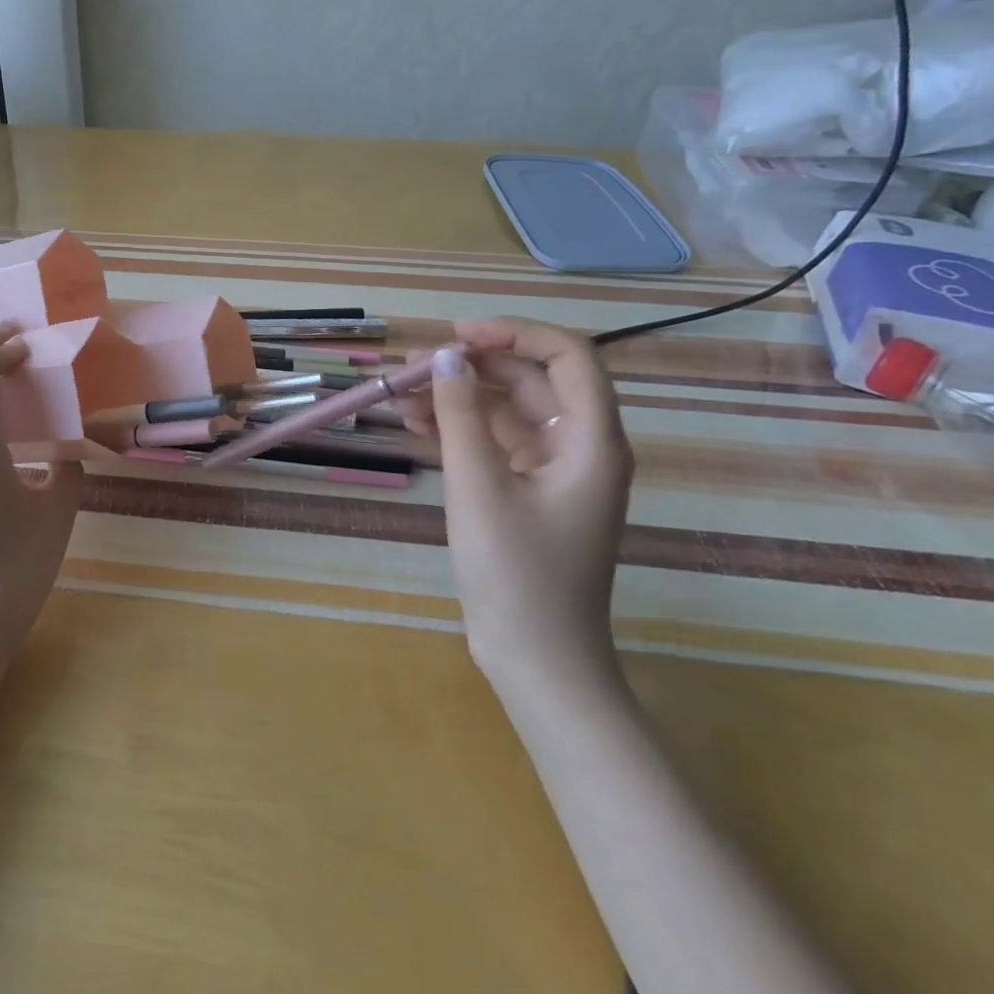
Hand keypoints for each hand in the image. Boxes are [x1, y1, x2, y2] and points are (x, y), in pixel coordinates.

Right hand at [401, 318, 632, 688]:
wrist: (535, 660)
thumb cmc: (516, 573)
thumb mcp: (478, 486)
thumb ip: (459, 415)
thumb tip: (446, 358)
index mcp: (591, 442)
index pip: (568, 357)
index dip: (515, 333)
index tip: (457, 336)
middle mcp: (579, 447)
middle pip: (530, 380)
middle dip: (471, 367)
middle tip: (413, 367)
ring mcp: (554, 470)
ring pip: (506, 410)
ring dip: (458, 397)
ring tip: (402, 395)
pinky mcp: (528, 490)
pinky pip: (495, 440)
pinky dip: (459, 428)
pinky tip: (417, 424)